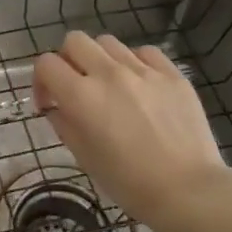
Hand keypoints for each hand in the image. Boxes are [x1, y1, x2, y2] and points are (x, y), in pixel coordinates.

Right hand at [34, 32, 231, 231]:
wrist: (189, 190)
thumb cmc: (130, 183)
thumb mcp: (84, 157)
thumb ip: (64, 124)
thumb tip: (56, 107)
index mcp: (82, 97)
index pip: (46, 64)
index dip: (41, 81)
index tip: (50, 102)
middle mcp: (109, 74)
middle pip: (75, 41)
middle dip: (68, 60)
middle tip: (77, 86)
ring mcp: (143, 70)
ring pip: (109, 42)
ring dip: (101, 59)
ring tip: (111, 85)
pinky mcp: (172, 73)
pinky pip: (144, 52)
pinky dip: (134, 62)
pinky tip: (140, 85)